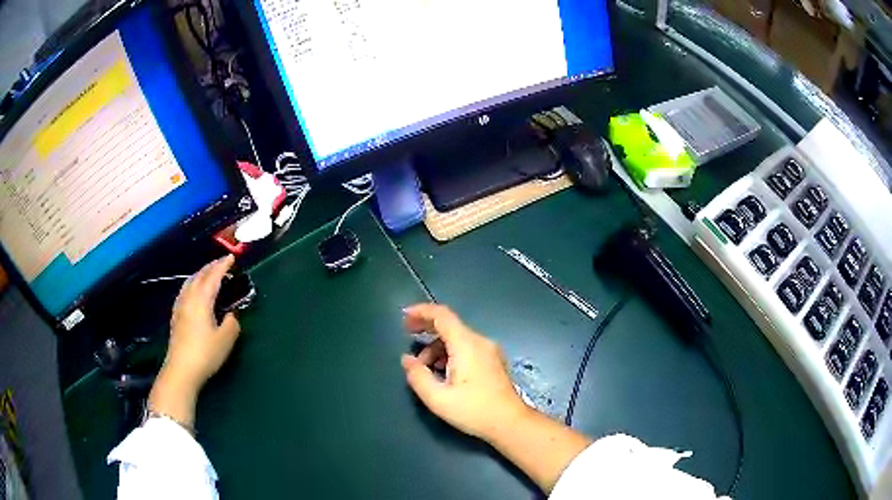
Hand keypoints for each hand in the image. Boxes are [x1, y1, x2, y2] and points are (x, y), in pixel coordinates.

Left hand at [148, 255, 240, 428]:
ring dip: (200, 274)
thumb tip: (231, 315)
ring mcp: (180, 307)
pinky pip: (185, 291)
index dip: (223, 266)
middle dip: (211, 267)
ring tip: (208, 273)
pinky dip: (193, 284)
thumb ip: (232, 324)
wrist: (181, 370)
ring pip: (190, 282)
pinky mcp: (176, 316)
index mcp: (202, 300)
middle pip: (199, 276)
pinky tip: (194, 292)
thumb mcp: (225, 340)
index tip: (232, 257)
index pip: (213, 277)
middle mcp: (189, 298)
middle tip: (222, 262)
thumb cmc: (205, 354)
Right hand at [401, 304, 591, 492]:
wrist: (510, 423)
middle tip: (408, 335)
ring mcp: (490, 351)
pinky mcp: (493, 361)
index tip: (404, 317)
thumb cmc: (474, 411)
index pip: (442, 315)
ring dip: (437, 346)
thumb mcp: (438, 398)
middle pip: (450, 325)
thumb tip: (407, 359)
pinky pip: (467, 348)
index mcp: (466, 345)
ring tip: (424, 368)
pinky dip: (450, 353)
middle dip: (426, 327)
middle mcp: (480, 341)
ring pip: (458, 338)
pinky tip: (443, 372)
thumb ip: (418, 376)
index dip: (421, 311)